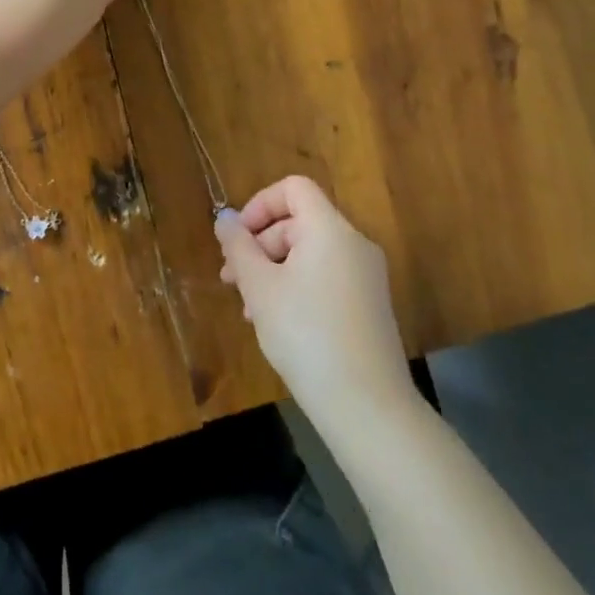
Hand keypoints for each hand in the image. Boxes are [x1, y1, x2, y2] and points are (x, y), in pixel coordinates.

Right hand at [216, 176, 414, 418]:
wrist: (367, 406)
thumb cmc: (305, 334)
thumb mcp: (260, 288)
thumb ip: (238, 247)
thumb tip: (225, 219)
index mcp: (331, 230)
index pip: (294, 188)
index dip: (259, 204)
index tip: (236, 239)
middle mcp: (354, 244)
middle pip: (299, 222)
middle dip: (260, 245)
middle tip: (232, 281)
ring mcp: (366, 276)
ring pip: (309, 253)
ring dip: (273, 270)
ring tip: (250, 308)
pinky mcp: (369, 305)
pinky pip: (326, 277)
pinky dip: (297, 286)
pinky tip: (277, 322)